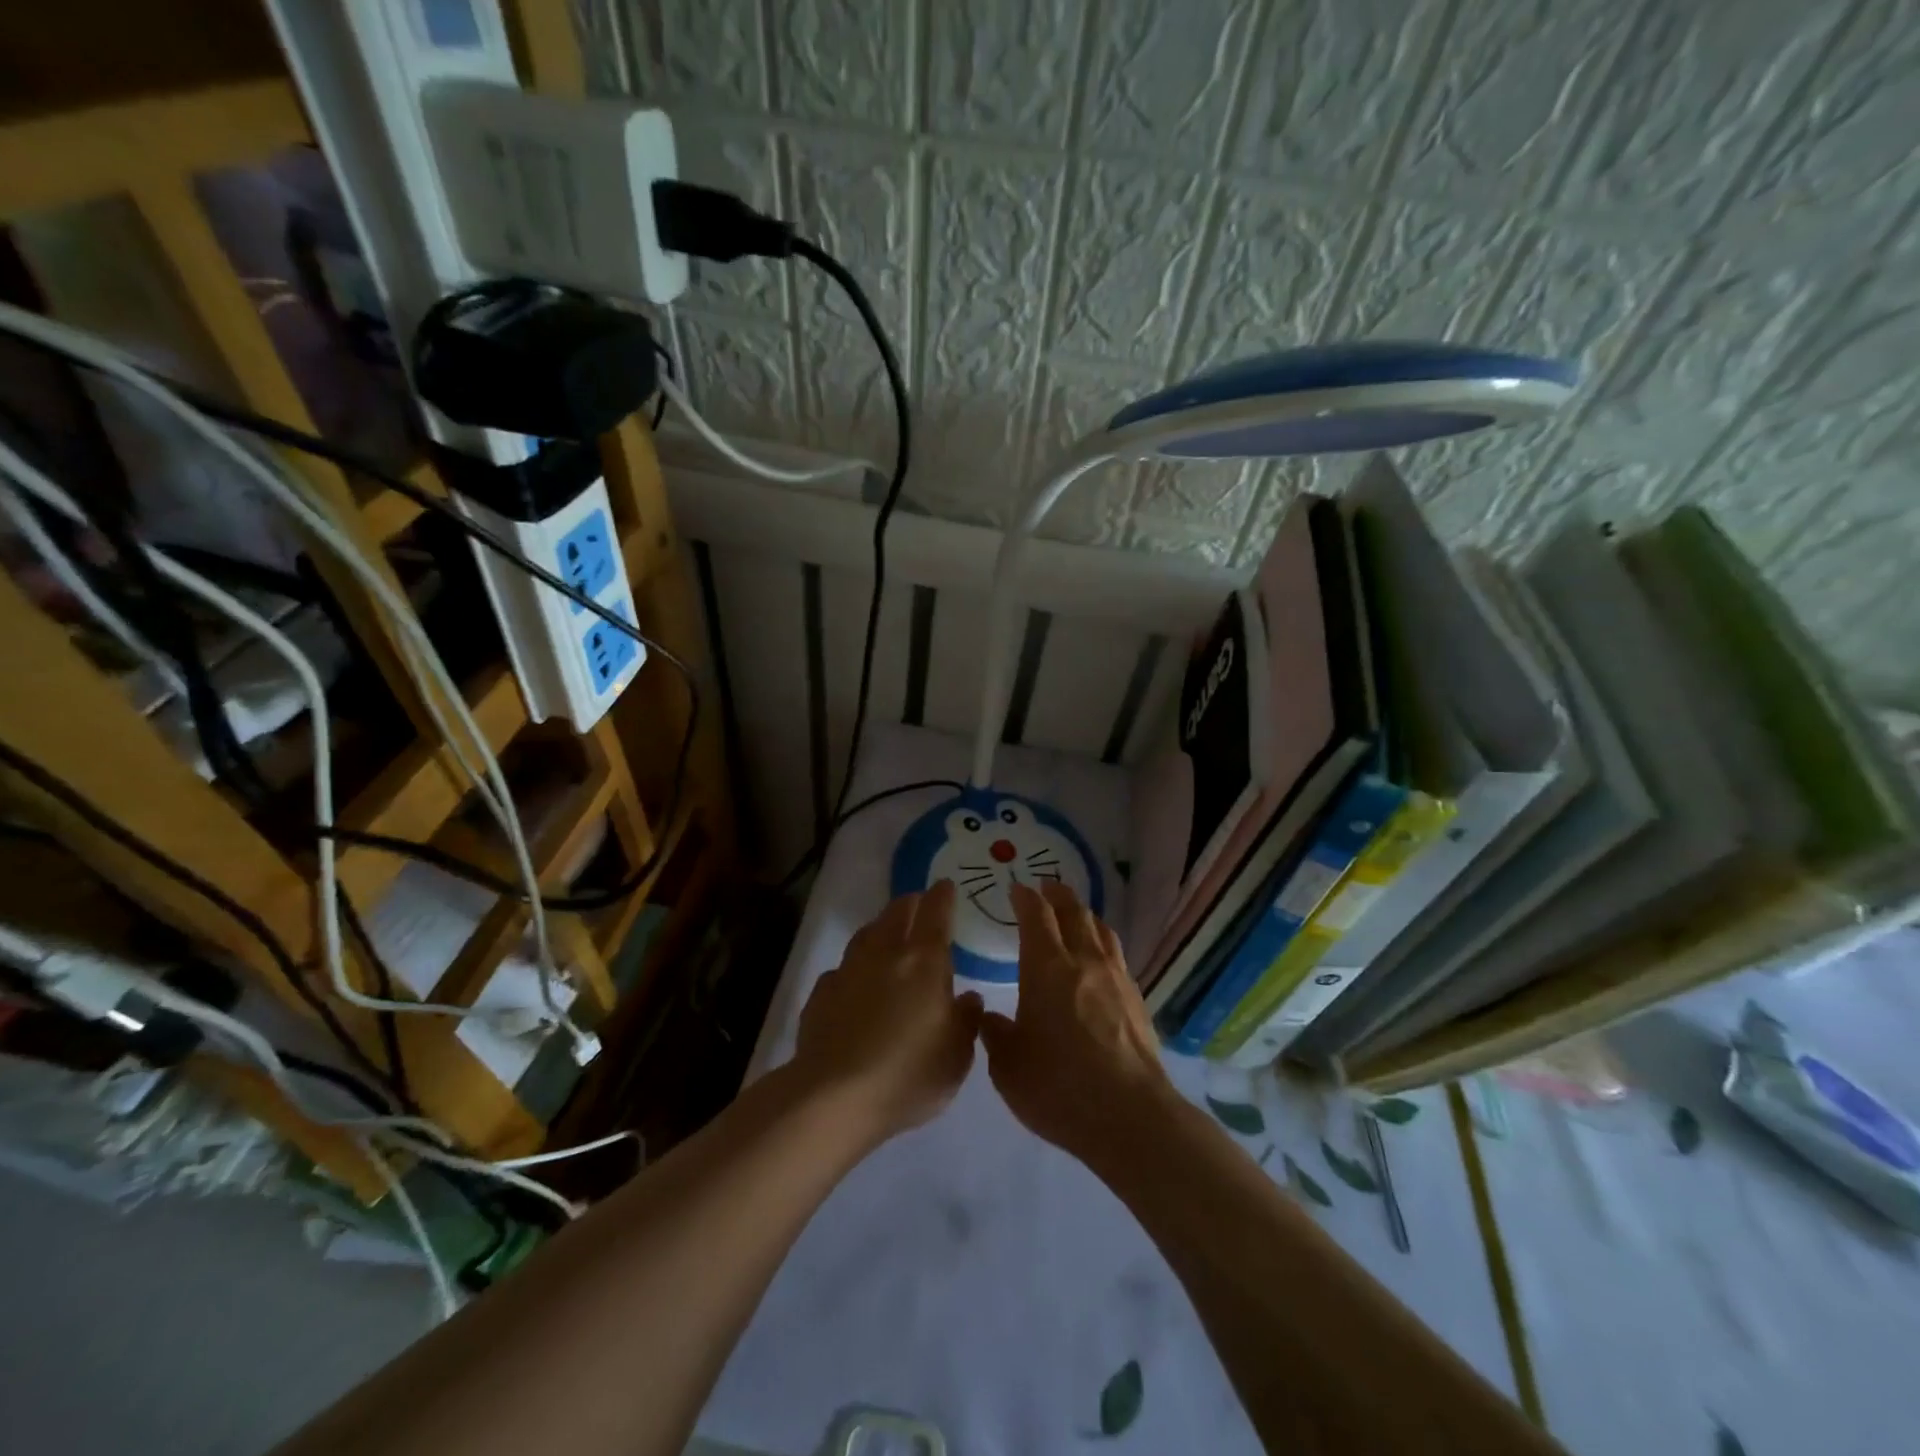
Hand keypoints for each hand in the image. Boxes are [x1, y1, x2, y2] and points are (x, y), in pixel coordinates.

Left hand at [789, 880, 982, 1143]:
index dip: (942, 896)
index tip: (945, 885)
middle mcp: (885, 954)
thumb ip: (966, 1021)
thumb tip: (968, 997)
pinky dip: (853, 967)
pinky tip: (855, 982)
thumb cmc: (908, 1074)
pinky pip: (842, 969)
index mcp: (925, 962)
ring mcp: (848, 970)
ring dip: (880, 928)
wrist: (834, 1096)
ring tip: (887, 934)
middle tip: (918, 903)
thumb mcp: (956, 1056)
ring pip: (866, 934)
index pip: (936, 913)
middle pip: (897, 913)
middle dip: (910, 903)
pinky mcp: (821, 993)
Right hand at [979, 882, 1174, 1163]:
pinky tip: (1099, 959)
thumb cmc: (1058, 1087)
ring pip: (1100, 929)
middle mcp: (1083, 960)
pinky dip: (1102, 943)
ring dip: (1084, 914)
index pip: (1036, 915)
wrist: (1130, 1116)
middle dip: (1057, 895)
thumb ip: (995, 1034)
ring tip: (1075, 915)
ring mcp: (1116, 978)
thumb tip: (989, 1016)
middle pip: (1074, 911)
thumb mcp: (1007, 1066)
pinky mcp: (1137, 999)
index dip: (1025, 898)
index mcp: (1046, 967)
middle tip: (1046, 888)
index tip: (1017, 889)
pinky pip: (1116, 955)